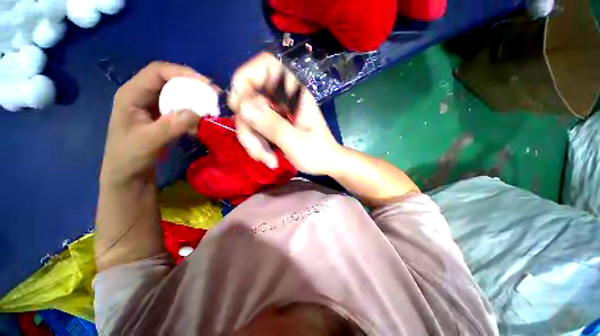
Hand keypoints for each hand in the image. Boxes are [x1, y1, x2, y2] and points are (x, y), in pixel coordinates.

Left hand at [100, 62, 211, 185]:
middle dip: (193, 85)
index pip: (157, 72)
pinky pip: (181, 108)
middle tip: (214, 94)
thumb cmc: (130, 157)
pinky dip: (194, 113)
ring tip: (212, 107)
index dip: (182, 73)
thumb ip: (170, 126)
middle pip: (170, 80)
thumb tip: (196, 113)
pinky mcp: (163, 116)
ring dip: (196, 99)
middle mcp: (143, 95)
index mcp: (132, 94)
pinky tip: (202, 122)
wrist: (128, 174)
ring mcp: (153, 106)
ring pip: (178, 94)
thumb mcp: (148, 142)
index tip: (206, 84)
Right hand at [228, 52, 342, 174]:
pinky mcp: (272, 126)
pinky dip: (257, 146)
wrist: (326, 164)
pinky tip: (269, 159)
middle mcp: (282, 99)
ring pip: (249, 118)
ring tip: (269, 161)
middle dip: (249, 128)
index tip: (237, 104)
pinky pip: (254, 130)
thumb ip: (271, 124)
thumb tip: (242, 105)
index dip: (246, 77)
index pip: (266, 66)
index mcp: (294, 94)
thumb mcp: (296, 142)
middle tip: (260, 153)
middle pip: (249, 99)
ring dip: (253, 142)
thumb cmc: (318, 153)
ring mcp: (276, 113)